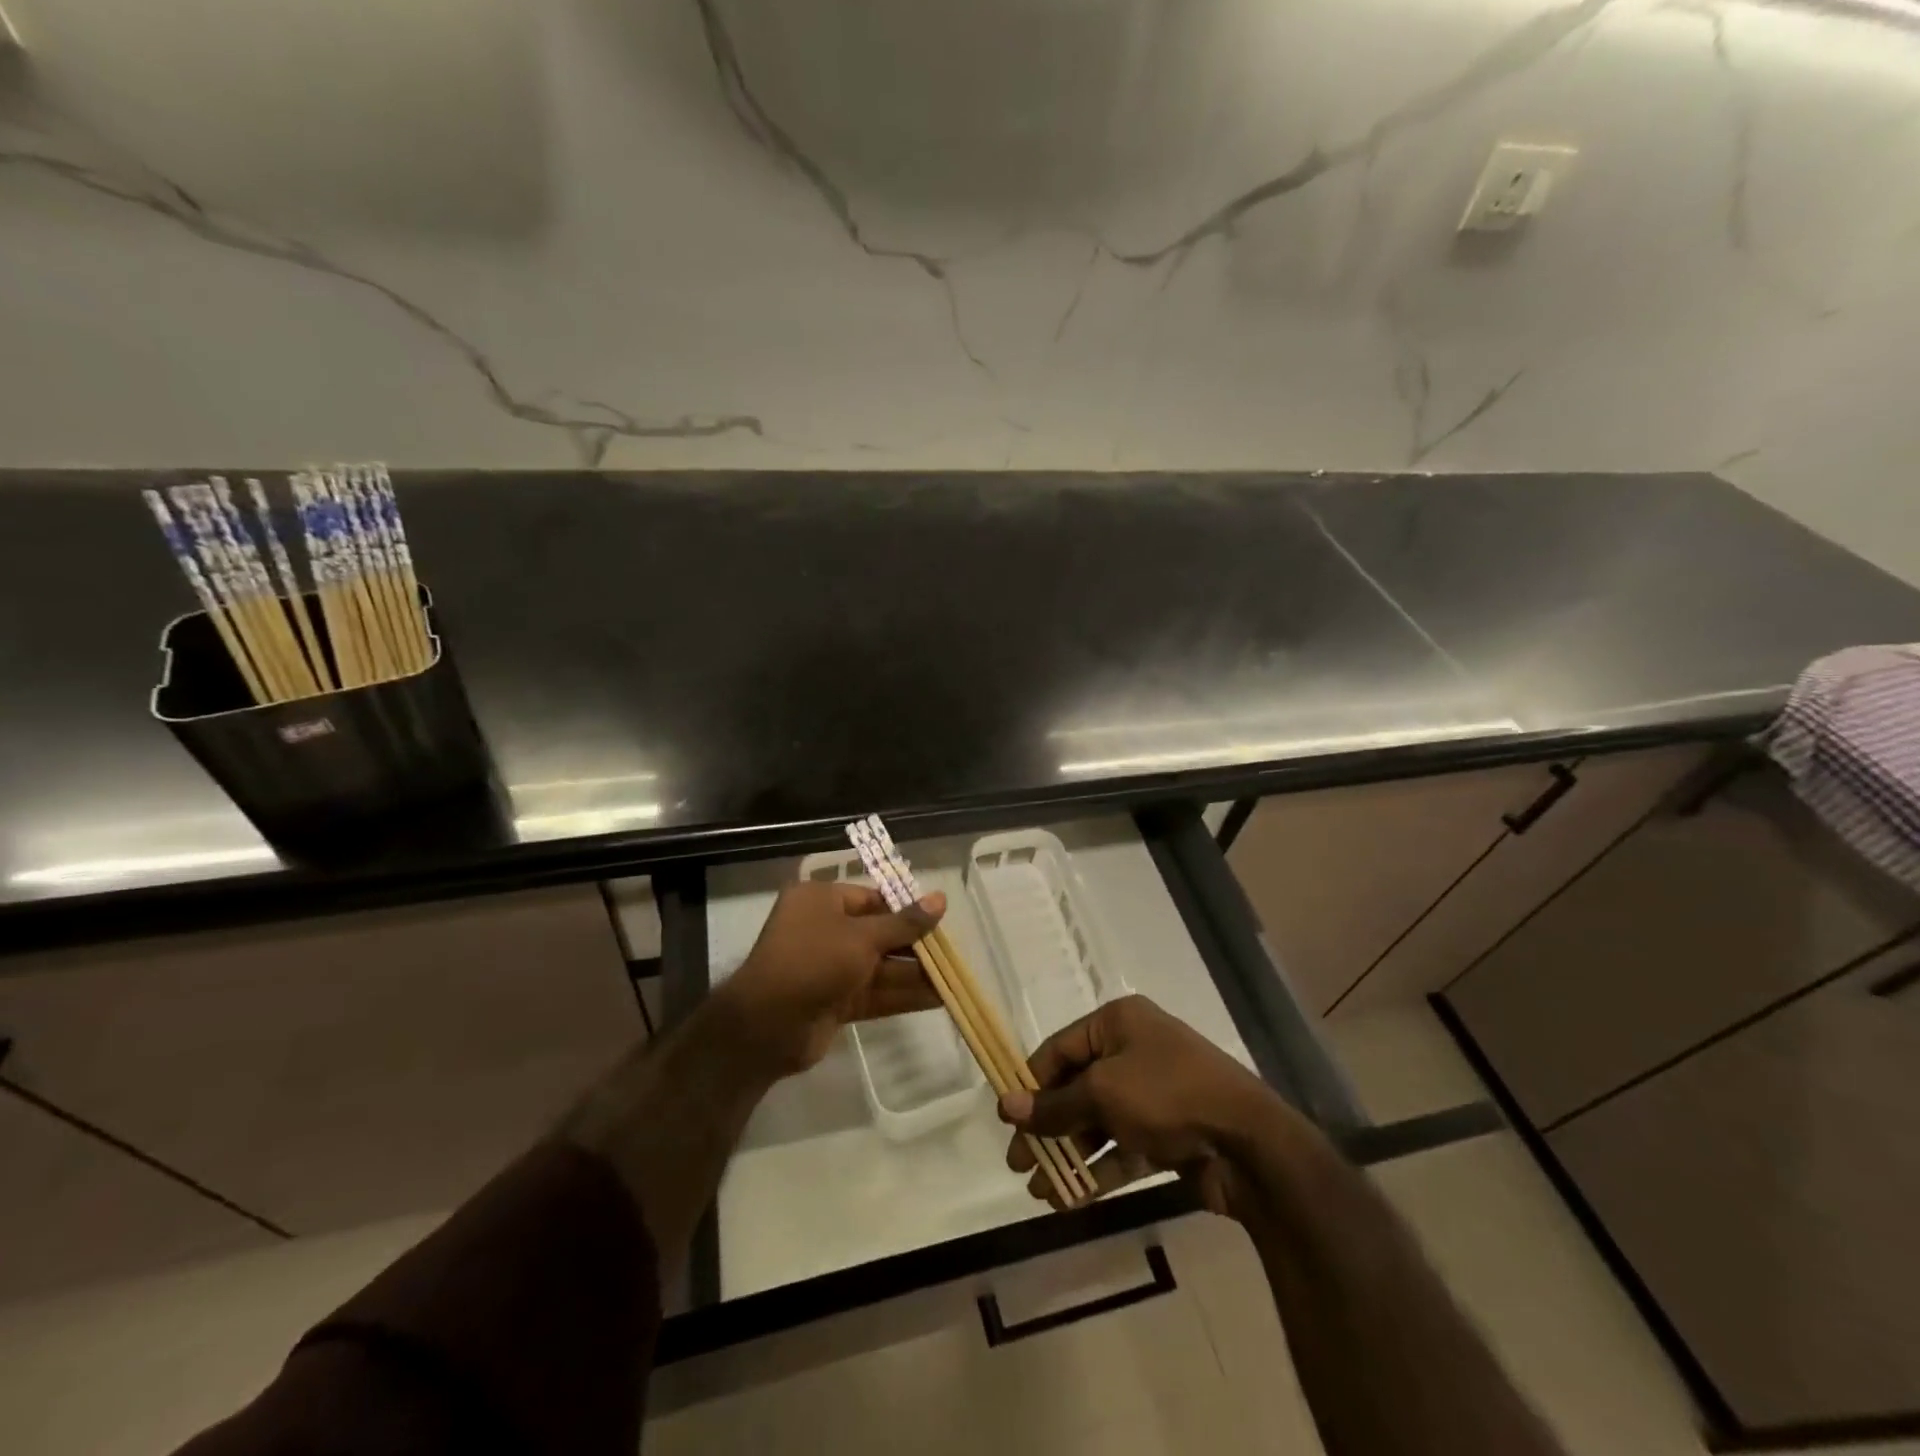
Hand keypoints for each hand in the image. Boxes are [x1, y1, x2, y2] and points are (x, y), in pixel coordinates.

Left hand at [718, 880, 945, 1078]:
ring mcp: (829, 967)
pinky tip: (938, 998)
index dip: (905, 908)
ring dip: (914, 973)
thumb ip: (904, 923)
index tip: (938, 919)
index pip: (871, 898)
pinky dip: (903, 995)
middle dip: (914, 945)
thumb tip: (940, 898)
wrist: (766, 1025)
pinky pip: (875, 992)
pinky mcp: (835, 1001)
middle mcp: (823, 929)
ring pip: (880, 966)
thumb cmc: (814, 961)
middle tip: (952, 952)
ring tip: (954, 978)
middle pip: (878, 933)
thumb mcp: (863, 937)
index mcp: (820, 900)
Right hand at [999, 994, 1301, 1217]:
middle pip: (1076, 1088)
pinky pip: (1121, 1149)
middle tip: (1018, 1164)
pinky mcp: (1166, 1134)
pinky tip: (1069, 1200)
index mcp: (1117, 1023)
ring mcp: (1151, 1095)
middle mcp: (1133, 1051)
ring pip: (1097, 1123)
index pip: (1060, 1048)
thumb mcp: (1103, 1093)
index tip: (1006, 1119)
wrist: (1249, 1144)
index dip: (1031, 1084)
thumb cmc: (1168, 1095)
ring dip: (1068, 1155)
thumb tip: (1005, 1105)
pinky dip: (1097, 1171)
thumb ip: (1054, 1104)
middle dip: (1047, 1127)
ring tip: (1039, 1192)